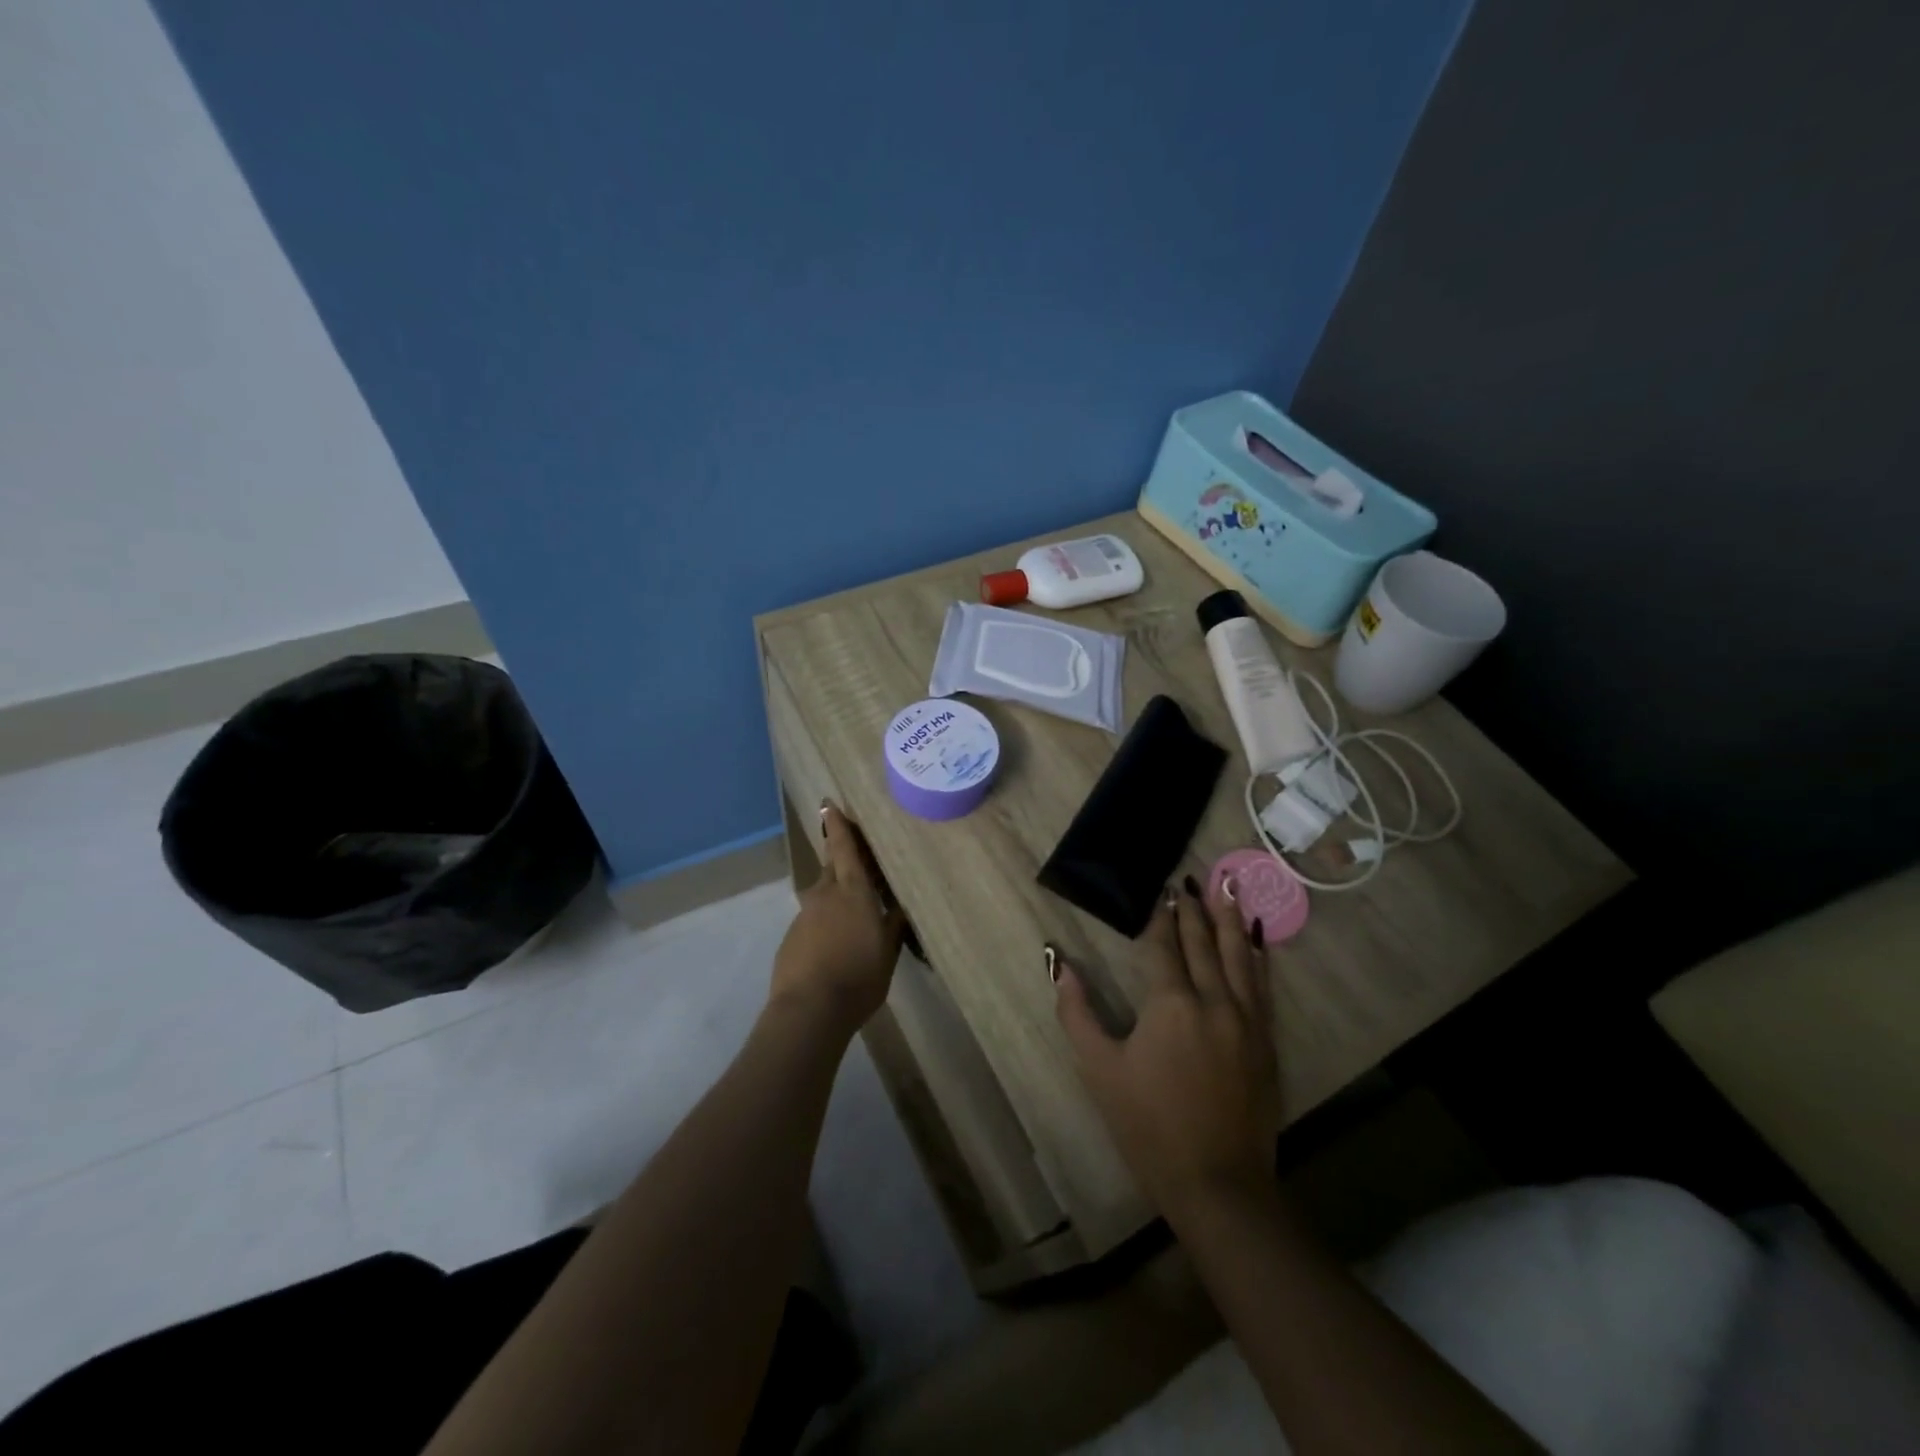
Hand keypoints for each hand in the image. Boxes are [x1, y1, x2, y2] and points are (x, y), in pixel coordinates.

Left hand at [771, 803, 904, 1034]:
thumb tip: (901, 907)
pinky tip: (834, 945)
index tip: (828, 803)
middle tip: (857, 860)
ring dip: (836, 897)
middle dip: (841, 860)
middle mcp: (825, 895)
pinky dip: (824, 924)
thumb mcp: (887, 952)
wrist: (808, 1010)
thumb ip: (893, 926)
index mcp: (852, 891)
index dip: (837, 825)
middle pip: (832, 868)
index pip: (843, 848)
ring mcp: (804, 916)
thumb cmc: (858, 977)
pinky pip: (813, 921)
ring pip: (822, 896)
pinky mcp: (791, 938)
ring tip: (852, 916)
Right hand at [1053, 877, 1279, 1217]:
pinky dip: (1257, 957)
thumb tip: (1059, 965)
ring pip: (1239, 956)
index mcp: (1171, 1004)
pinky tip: (1255, 942)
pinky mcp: (1266, 1043)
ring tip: (1228, 888)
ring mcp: (1247, 1021)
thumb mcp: (1100, 1069)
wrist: (1218, 1185)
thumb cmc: (1149, 1126)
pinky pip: (1262, 986)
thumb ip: (1077, 1013)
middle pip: (1203, 943)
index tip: (1160, 890)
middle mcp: (1214, 1001)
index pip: (1164, 946)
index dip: (1160, 917)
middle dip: (1194, 909)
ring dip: (1230, 920)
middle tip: (1190, 879)